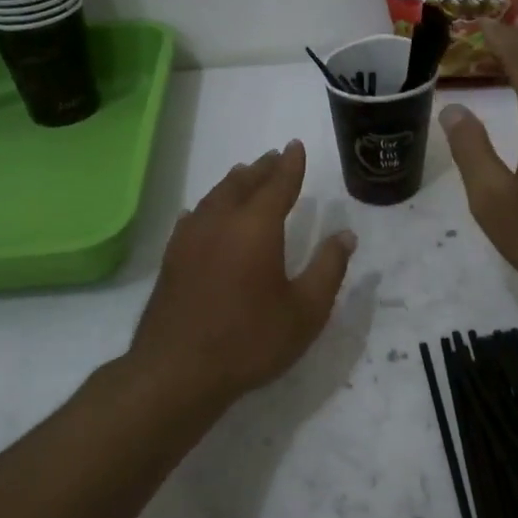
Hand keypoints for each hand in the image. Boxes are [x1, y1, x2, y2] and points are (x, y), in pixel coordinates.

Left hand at [129, 139, 356, 411]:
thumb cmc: (250, 341)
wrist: (178, 371)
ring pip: (214, 197)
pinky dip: (206, 206)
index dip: (290, 165)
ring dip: (234, 183)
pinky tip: (202, 212)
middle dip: (262, 168)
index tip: (295, 146)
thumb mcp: (305, 311)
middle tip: (274, 157)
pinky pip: (193, 217)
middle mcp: (221, 222)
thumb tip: (345, 235)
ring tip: (244, 174)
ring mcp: (190, 238)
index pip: (278, 184)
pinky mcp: (172, 258)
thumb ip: (328, 269)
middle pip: (243, 184)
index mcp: (257, 227)